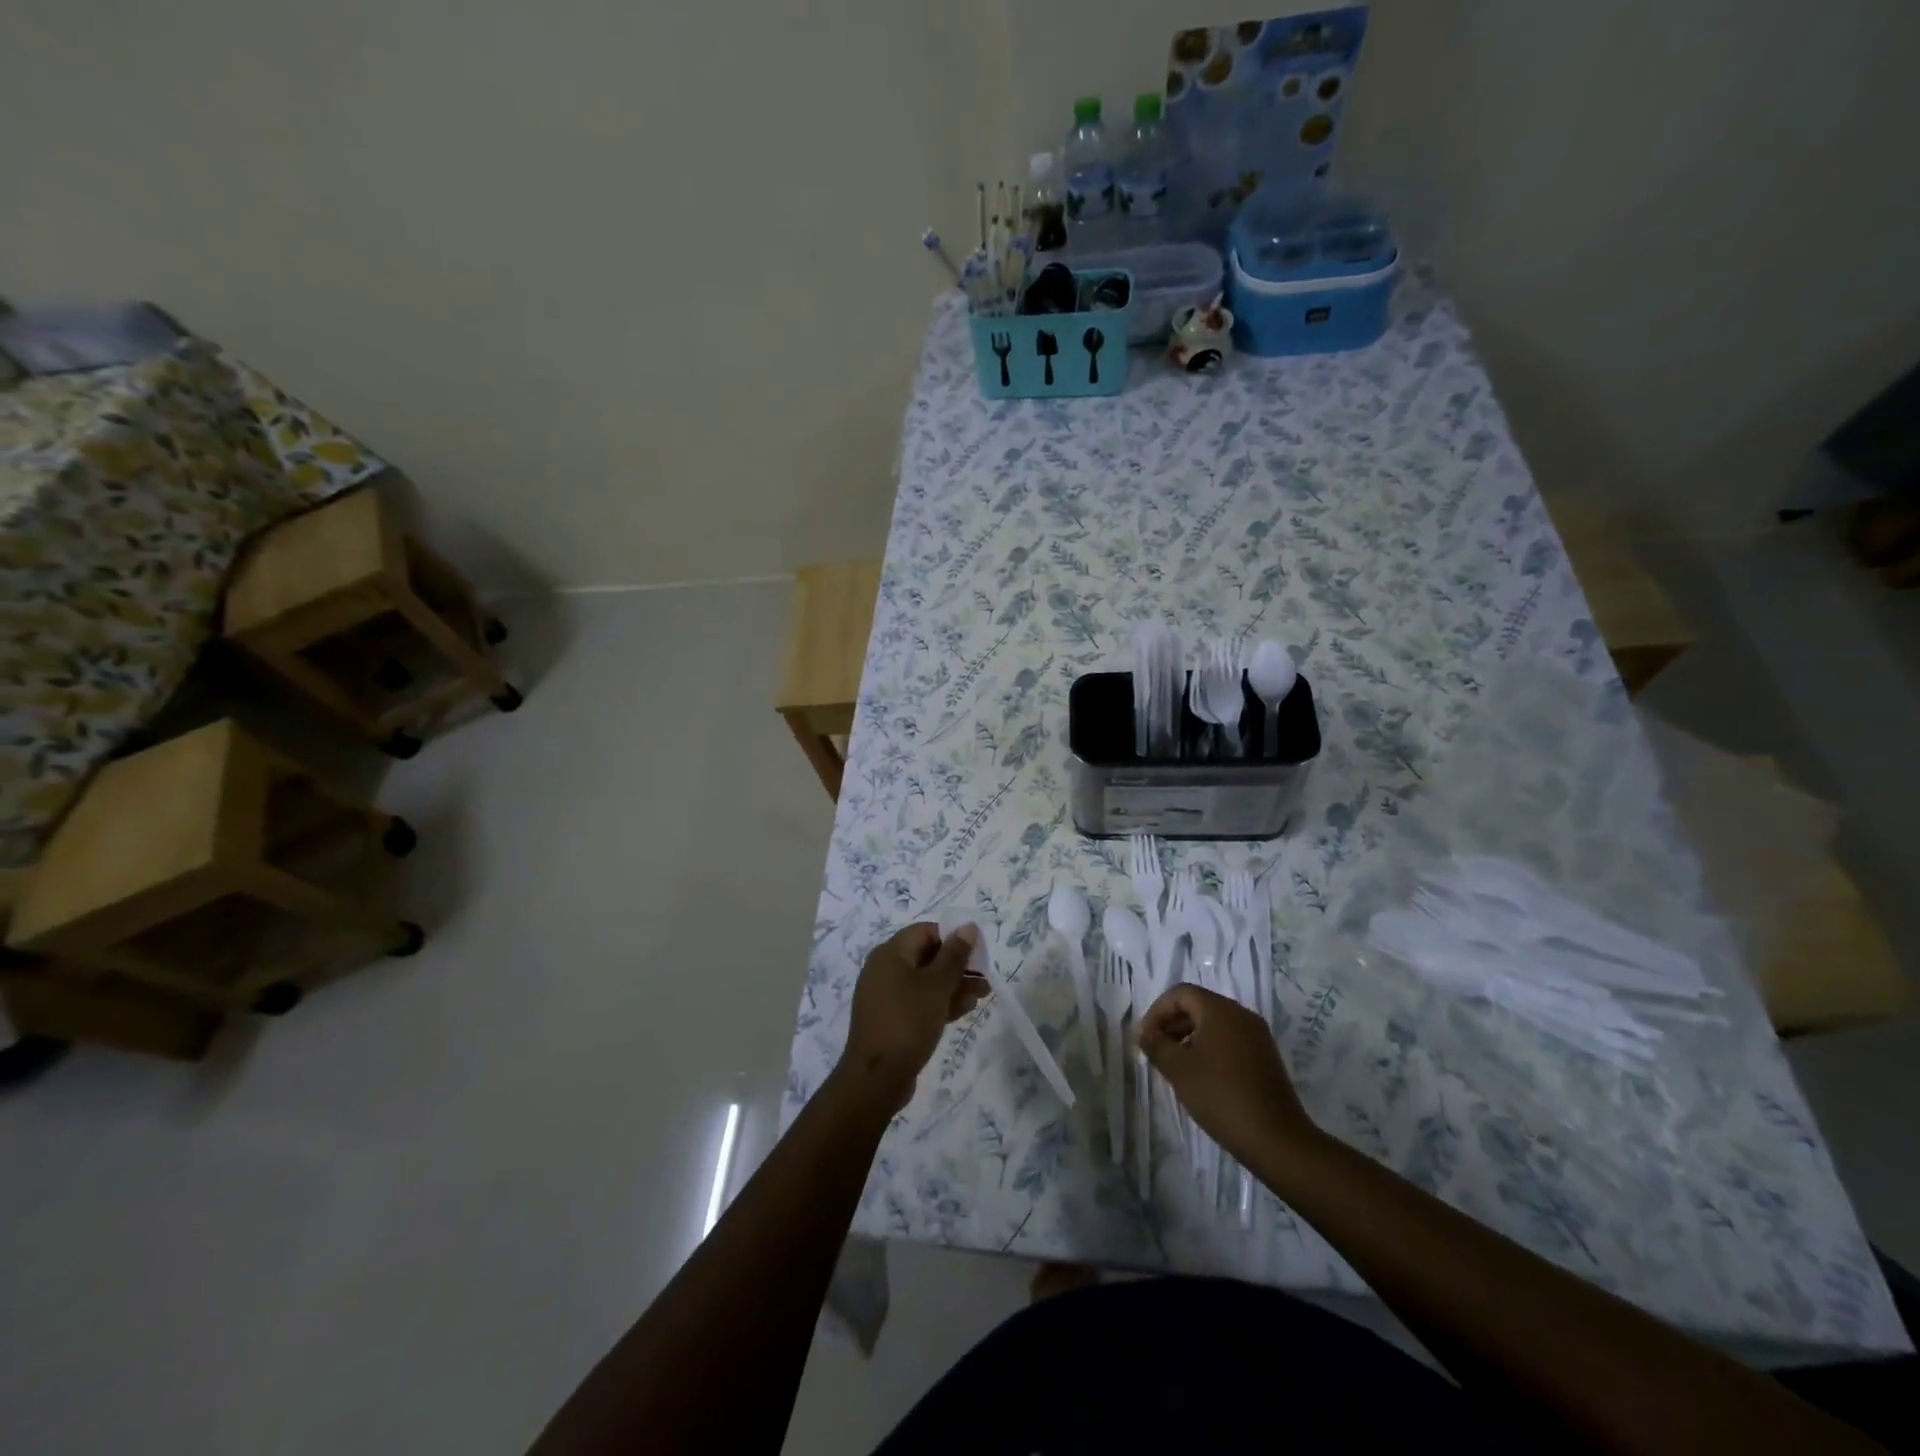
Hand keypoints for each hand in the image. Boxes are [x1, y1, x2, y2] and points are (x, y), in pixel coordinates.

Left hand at [837, 924, 988, 1111]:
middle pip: (927, 956)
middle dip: (958, 965)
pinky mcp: (891, 1018)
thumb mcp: (937, 987)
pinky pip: (919, 1000)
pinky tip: (964, 1010)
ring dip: (954, 985)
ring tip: (982, 994)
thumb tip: (968, 927)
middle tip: (985, 976)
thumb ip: (954, 956)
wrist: (876, 1079)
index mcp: (891, 953)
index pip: (926, 931)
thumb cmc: (908, 1023)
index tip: (978, 952)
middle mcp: (885, 969)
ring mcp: (886, 995)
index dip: (954, 937)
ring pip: (926, 980)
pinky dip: (940, 1002)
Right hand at [1138, 984, 1317, 1164]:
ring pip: (1214, 1024)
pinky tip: (1201, 1077)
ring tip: (1175, 1066)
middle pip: (1198, 1006)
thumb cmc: (1221, 1096)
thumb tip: (1146, 1034)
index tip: (1145, 1038)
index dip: (1157, 1011)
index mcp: (1220, 1010)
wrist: (1277, 1140)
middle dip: (1172, 1024)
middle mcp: (1241, 1015)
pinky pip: (1230, 1041)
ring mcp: (1257, 1036)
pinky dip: (1210, 1049)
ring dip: (1189, 1037)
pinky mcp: (1265, 1058)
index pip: (1180, 993)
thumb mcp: (1178, 1069)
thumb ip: (1156, 1045)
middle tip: (1156, 1051)